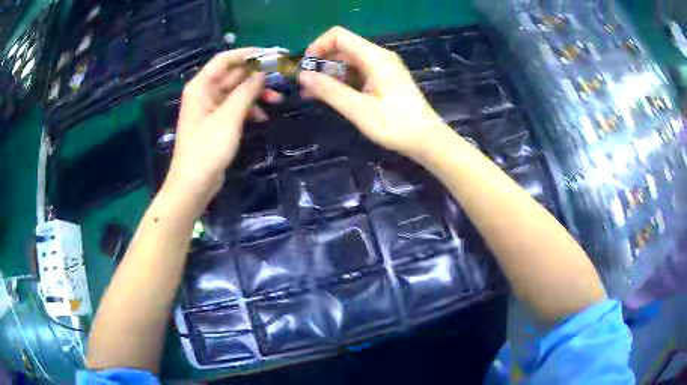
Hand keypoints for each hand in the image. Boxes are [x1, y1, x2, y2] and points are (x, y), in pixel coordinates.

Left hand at [164, 48, 266, 202]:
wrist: (194, 184)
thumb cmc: (208, 147)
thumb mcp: (230, 116)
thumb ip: (247, 91)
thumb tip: (262, 74)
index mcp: (202, 86)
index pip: (225, 60)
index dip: (247, 54)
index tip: (270, 54)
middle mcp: (205, 93)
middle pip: (233, 75)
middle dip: (256, 77)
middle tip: (280, 78)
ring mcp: (211, 109)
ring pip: (237, 92)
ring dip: (255, 95)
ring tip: (276, 100)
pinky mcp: (217, 124)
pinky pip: (235, 109)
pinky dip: (249, 110)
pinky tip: (262, 117)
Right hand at [298, 27, 452, 159]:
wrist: (427, 139)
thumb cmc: (395, 124)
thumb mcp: (358, 108)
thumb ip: (329, 90)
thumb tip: (302, 75)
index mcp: (374, 57)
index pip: (338, 36)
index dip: (318, 46)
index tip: (305, 67)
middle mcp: (379, 56)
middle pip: (343, 48)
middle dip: (321, 62)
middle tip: (306, 86)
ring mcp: (384, 67)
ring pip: (349, 61)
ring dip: (330, 73)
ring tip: (313, 94)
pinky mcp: (386, 79)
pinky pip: (359, 72)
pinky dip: (343, 80)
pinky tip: (332, 96)